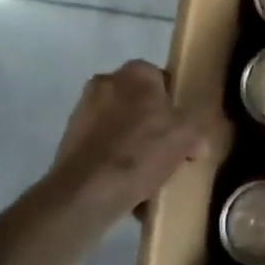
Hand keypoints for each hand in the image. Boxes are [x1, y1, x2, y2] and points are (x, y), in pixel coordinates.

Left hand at [46, 61, 218, 219]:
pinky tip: (126, 184)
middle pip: (138, 102)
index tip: (182, 127)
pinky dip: (112, 159)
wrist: (86, 192)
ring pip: (119, 124)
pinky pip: (101, 145)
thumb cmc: (142, 152)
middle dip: (150, 122)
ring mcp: (83, 110)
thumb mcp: (187, 138)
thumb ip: (196, 133)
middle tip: (167, 148)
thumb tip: (197, 145)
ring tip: (147, 173)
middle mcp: (106, 82)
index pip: (162, 79)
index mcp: (136, 72)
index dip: (174, 103)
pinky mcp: (68, 140)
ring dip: (131, 142)